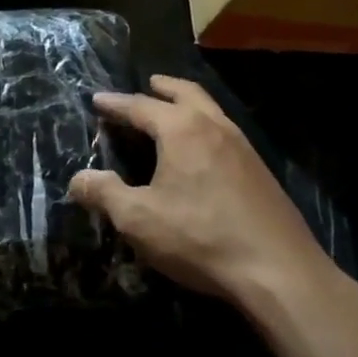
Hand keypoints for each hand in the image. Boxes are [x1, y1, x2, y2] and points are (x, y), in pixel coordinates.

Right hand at [70, 75, 331, 303]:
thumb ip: (104, 194)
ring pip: (212, 111)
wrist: (280, 272)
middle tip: (149, 84)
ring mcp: (243, 148)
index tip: (97, 100)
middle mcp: (214, 127)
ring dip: (190, 105)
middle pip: (187, 94)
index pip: (140, 106)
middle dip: (164, 88)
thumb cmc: (200, 238)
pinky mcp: (261, 173)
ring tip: (174, 113)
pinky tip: (204, 152)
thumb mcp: (138, 219)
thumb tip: (77, 179)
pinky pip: (227, 134)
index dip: (115, 104)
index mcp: (181, 129)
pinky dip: (207, 128)